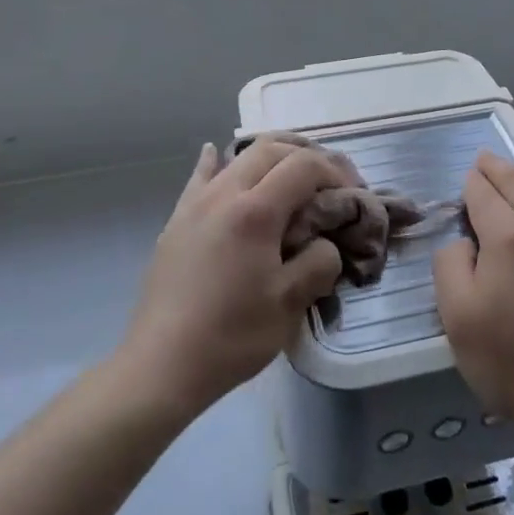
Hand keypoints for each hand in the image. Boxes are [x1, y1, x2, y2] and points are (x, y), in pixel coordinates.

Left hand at [117, 137, 353, 418]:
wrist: (162, 365)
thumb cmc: (231, 336)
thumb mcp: (290, 305)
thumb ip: (319, 262)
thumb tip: (325, 243)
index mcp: (255, 211)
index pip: (304, 166)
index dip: (334, 172)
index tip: (351, 194)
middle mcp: (224, 193)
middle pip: (272, 149)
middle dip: (307, 156)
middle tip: (329, 182)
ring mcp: (196, 203)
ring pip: (238, 157)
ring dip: (271, 156)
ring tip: (290, 173)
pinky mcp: (177, 219)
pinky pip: (200, 176)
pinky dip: (218, 162)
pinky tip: (217, 154)